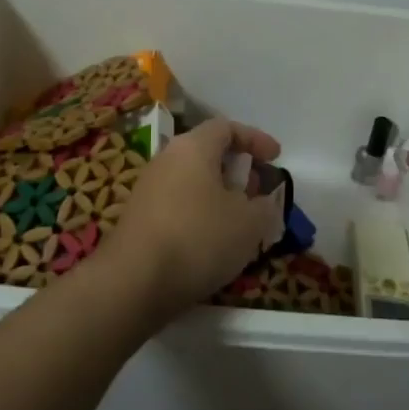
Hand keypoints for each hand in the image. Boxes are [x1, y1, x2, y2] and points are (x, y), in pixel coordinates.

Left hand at [104, 117, 284, 317]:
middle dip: (238, 171)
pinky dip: (200, 216)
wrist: (132, 282)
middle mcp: (166, 160)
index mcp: (193, 147)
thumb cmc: (198, 238)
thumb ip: (265, 206)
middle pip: (207, 154)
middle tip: (259, 193)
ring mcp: (148, 190)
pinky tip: (212, 244)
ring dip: (219, 197)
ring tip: (240, 223)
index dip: (255, 139)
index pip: (226, 127)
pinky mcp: (139, 219)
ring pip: (192, 182)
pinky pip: (178, 206)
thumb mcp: (249, 223)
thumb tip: (263, 202)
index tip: (276, 157)